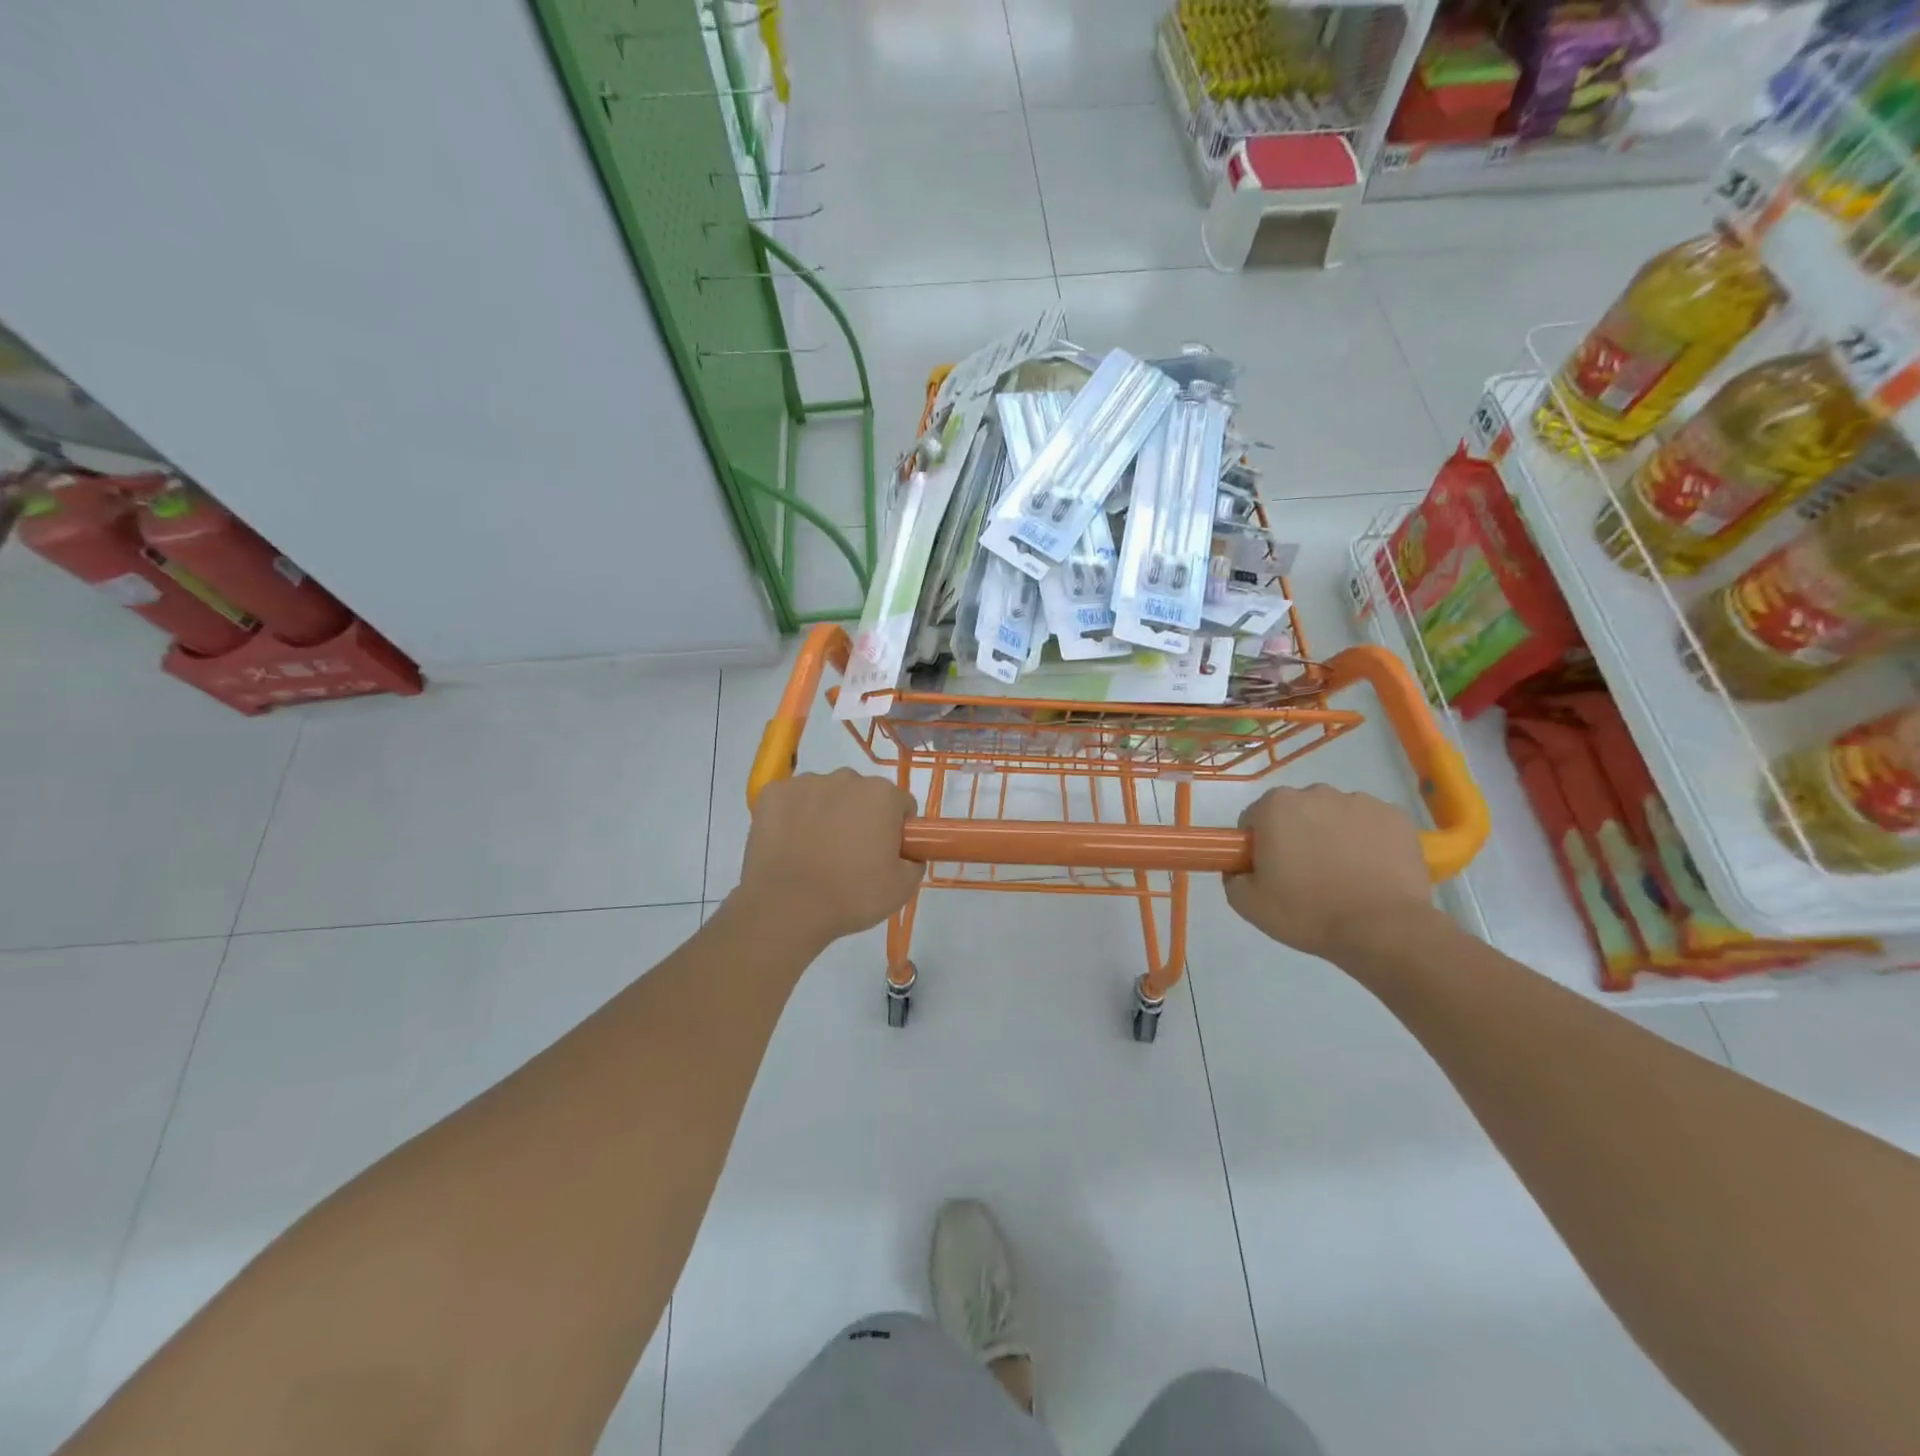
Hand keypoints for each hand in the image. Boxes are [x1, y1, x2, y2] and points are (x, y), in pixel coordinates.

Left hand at [739, 769, 923, 946]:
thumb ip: (914, 861)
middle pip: (862, 795)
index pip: (900, 805)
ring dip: (826, 814)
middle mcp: (846, 778)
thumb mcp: (902, 888)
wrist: (787, 907)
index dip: (896, 830)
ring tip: (815, 854)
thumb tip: (908, 853)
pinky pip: (791, 801)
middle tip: (850, 856)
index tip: (885, 854)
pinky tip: (789, 845)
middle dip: (860, 817)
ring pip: (825, 795)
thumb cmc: (851, 896)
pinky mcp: (772, 793)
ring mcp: (805, 783)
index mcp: (882, 795)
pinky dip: (792, 816)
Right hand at [1223, 785, 1432, 962]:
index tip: (1268, 872)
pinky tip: (1370, 872)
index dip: (1257, 846)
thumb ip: (1233, 876)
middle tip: (1304, 876)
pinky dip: (1366, 841)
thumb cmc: (1308, 912)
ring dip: (1332, 836)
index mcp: (1276, 806)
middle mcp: (1317, 793)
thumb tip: (1241, 867)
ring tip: (1343, 877)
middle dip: (1296, 835)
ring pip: (1334, 815)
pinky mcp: (1396, 817)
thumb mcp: (1248, 903)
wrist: (1383, 930)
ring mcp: (1360, 802)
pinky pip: (1369, 824)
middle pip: (1295, 812)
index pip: (1254, 819)